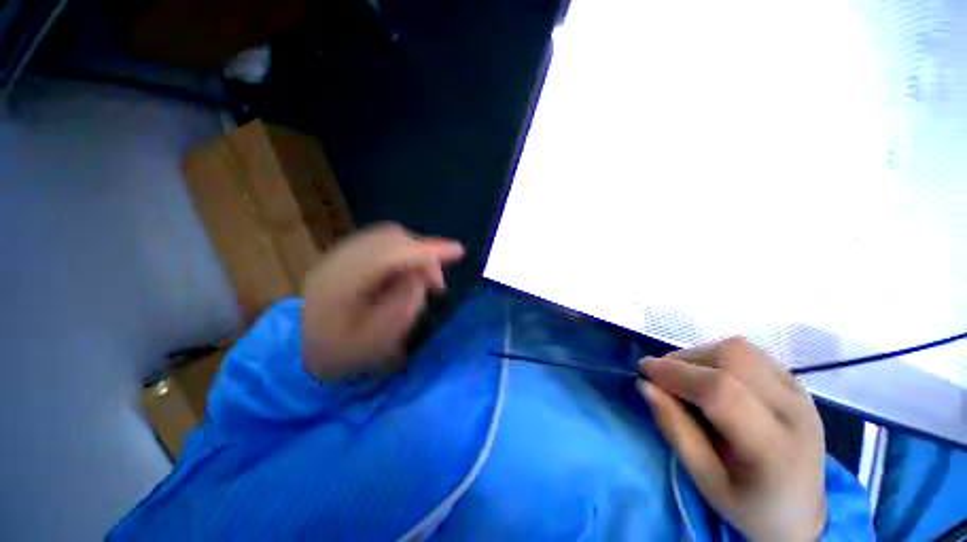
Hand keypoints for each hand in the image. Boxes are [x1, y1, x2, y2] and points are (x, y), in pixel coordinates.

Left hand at [301, 223, 463, 381]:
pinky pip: (382, 240)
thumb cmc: (345, 355)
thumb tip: (422, 275)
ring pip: (387, 235)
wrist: (308, 354)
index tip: (459, 251)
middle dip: (424, 253)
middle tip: (438, 284)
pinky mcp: (345, 254)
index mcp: (339, 285)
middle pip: (390, 238)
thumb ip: (405, 304)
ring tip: (425, 278)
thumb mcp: (380, 341)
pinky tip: (408, 269)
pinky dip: (403, 250)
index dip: (427, 250)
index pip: (390, 254)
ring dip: (414, 251)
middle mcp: (336, 261)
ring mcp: (338, 254)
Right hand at [639, 338, 826, 541]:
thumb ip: (675, 430)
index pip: (721, 392)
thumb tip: (645, 385)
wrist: (803, 512)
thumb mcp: (705, 481)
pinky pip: (749, 353)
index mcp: (775, 448)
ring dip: (700, 355)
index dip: (675, 373)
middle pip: (733, 359)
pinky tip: (710, 377)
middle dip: (685, 359)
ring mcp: (800, 393)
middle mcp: (795, 412)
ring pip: (740, 349)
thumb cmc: (749, 506)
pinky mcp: (796, 384)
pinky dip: (718, 357)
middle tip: (663, 376)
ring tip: (685, 376)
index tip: (644, 371)